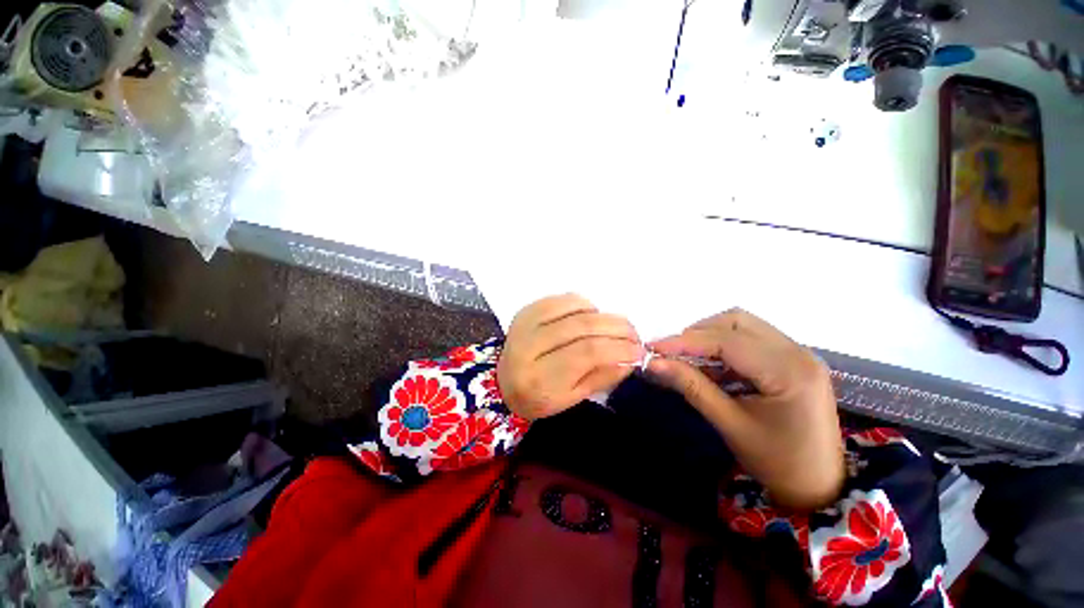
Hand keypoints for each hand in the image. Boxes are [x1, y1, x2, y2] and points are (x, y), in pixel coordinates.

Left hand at [498, 294, 643, 420]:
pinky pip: (564, 299)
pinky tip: (592, 316)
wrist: (502, 380)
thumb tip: (631, 357)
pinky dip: (585, 305)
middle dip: (617, 329)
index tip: (639, 351)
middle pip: (583, 327)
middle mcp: (529, 345)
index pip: (587, 353)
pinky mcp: (528, 309)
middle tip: (634, 336)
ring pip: (576, 309)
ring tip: (616, 328)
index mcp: (539, 378)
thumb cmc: (539, 397)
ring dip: (604, 316)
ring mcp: (527, 322)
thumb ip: (602, 377)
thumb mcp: (571, 399)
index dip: (618, 348)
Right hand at [647, 309, 843, 509]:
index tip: (653, 347)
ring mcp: (798, 353)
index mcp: (789, 372)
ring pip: (742, 326)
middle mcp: (798, 352)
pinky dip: (724, 346)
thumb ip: (691, 387)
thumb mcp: (729, 424)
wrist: (820, 486)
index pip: (726, 341)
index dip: (685, 341)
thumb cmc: (777, 462)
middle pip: (736, 322)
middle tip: (672, 353)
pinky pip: (751, 338)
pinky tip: (711, 366)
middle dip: (697, 333)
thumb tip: (654, 363)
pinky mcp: (793, 359)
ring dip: (710, 336)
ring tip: (689, 359)